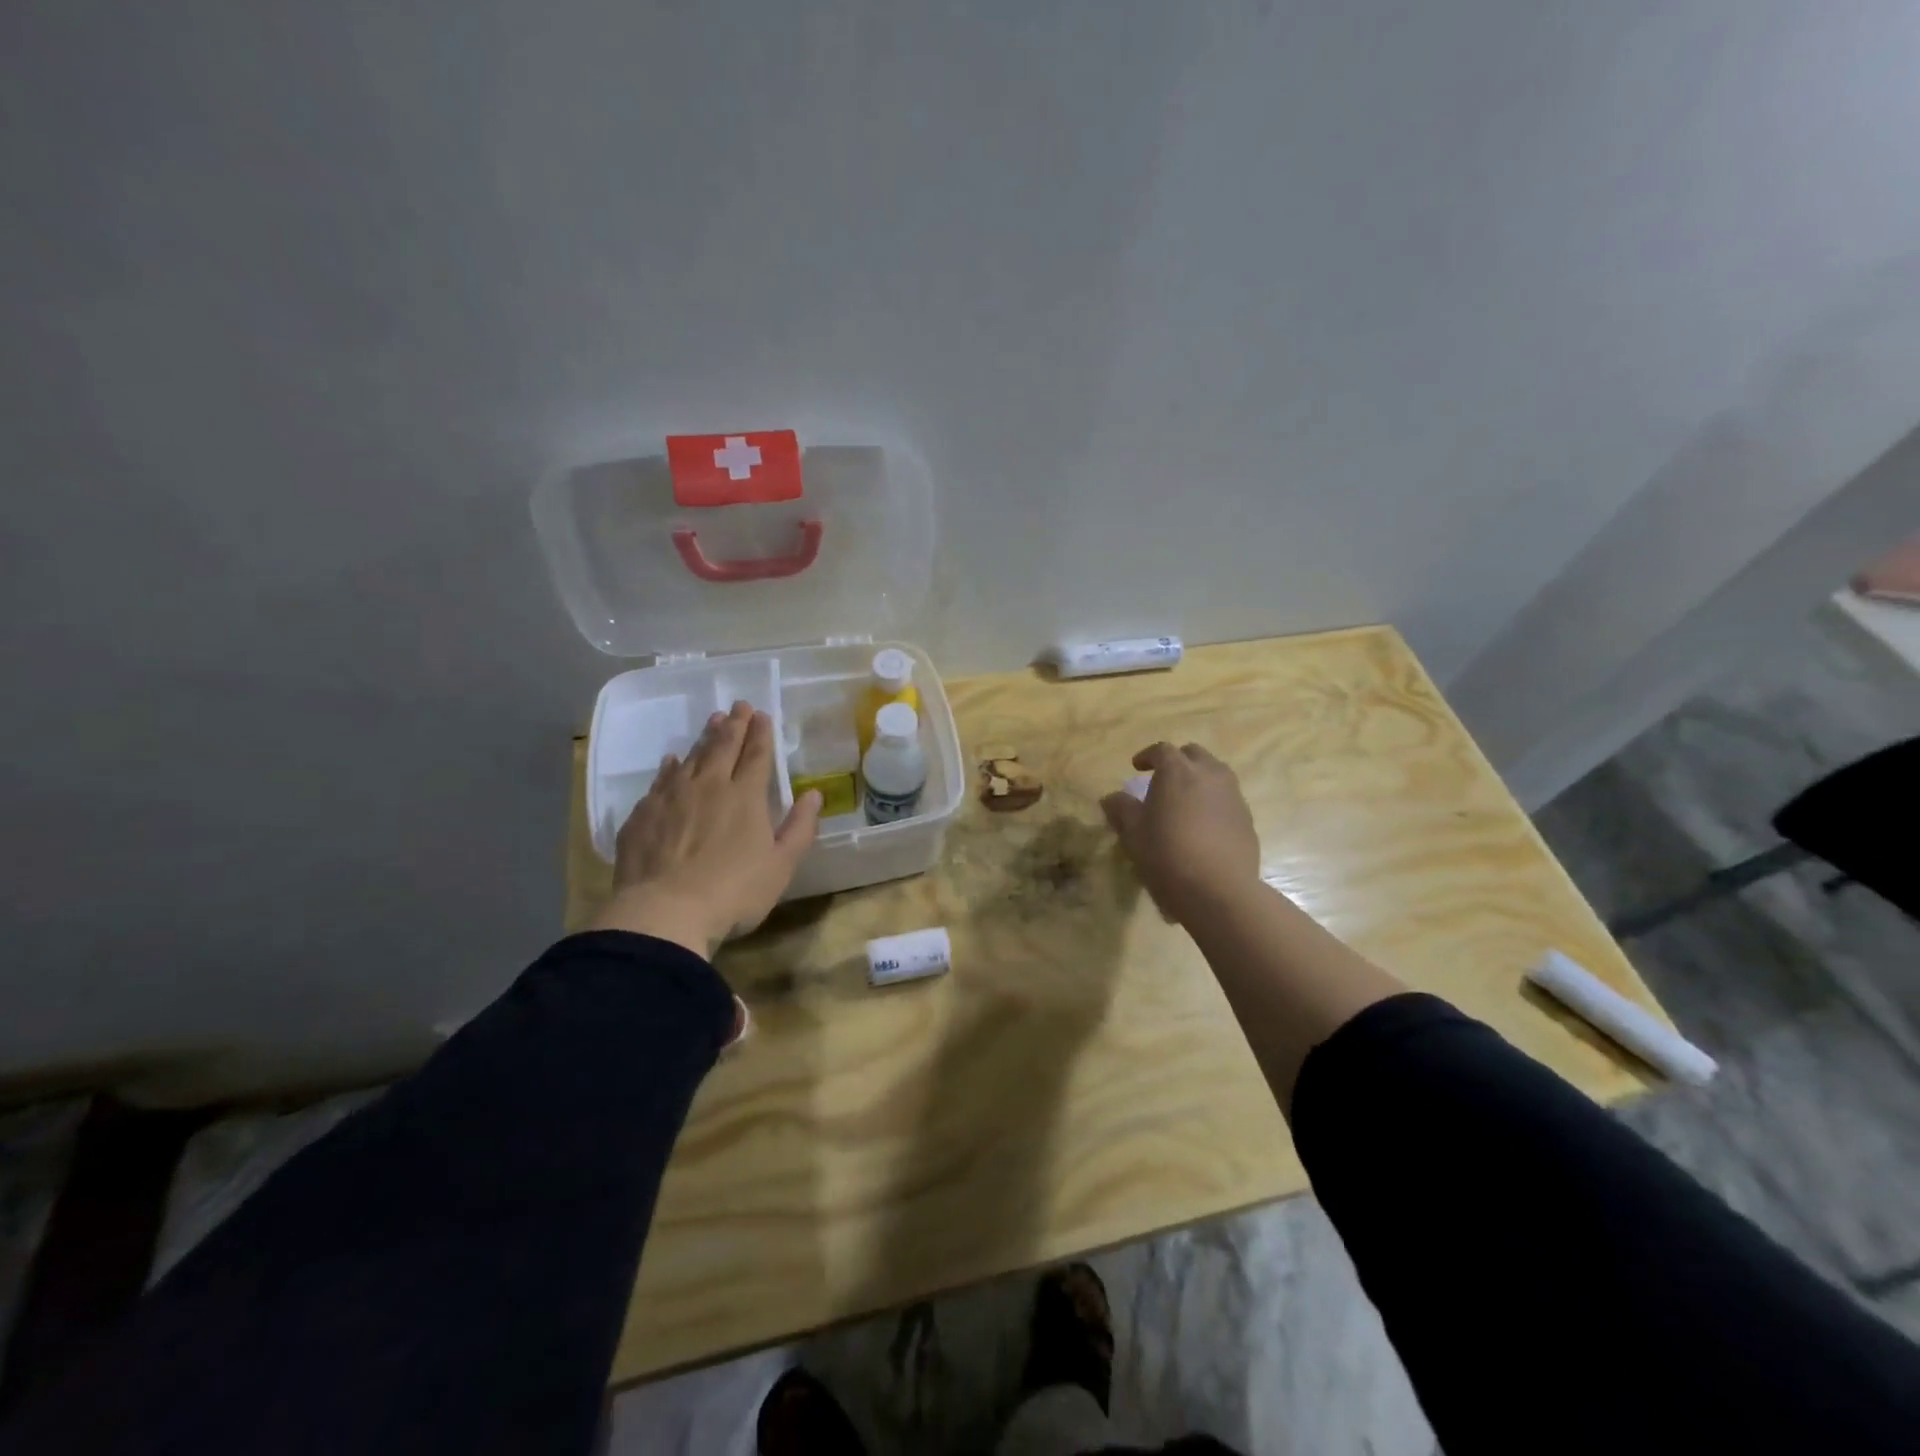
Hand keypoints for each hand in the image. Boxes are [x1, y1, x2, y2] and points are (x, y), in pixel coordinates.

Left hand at [591, 701, 822, 957]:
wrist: (664, 912)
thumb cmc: (734, 892)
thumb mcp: (781, 865)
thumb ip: (800, 827)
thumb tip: (814, 794)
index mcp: (745, 796)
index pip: (757, 755)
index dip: (761, 733)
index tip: (761, 714)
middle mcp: (709, 786)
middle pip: (723, 747)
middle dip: (734, 724)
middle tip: (738, 705)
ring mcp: (672, 797)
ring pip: (691, 758)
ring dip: (704, 738)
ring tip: (712, 722)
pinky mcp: (644, 814)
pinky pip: (660, 780)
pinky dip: (670, 766)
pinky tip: (671, 761)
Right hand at [1100, 742, 1260, 922]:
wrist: (1220, 891)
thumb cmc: (1167, 856)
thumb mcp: (1133, 834)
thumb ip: (1121, 810)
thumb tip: (1112, 798)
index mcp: (1178, 772)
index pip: (1162, 750)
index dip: (1148, 755)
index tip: (1137, 768)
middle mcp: (1210, 775)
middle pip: (1194, 755)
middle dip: (1178, 761)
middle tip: (1163, 780)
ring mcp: (1233, 796)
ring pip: (1216, 774)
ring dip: (1199, 780)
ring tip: (1185, 802)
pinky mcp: (1247, 820)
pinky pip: (1227, 800)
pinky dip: (1213, 803)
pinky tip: (1203, 827)